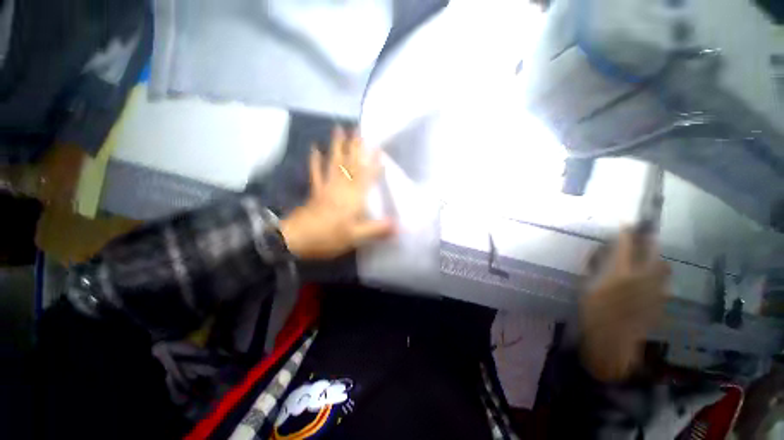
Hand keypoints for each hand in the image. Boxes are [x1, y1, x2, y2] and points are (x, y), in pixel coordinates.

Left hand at [279, 127, 394, 259]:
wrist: (296, 239)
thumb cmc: (329, 237)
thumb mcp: (356, 237)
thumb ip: (377, 229)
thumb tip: (399, 226)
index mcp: (353, 197)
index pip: (367, 176)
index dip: (374, 163)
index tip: (379, 149)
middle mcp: (341, 187)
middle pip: (350, 164)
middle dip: (355, 147)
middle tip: (358, 129)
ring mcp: (327, 187)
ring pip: (334, 163)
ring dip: (337, 146)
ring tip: (338, 129)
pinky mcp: (316, 191)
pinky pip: (316, 173)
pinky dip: (315, 161)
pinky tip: (314, 148)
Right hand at [580, 230, 670, 381]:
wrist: (612, 340)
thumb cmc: (593, 312)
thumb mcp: (586, 286)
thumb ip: (595, 268)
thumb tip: (601, 254)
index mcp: (620, 273)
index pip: (626, 245)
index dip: (626, 232)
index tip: (626, 223)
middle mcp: (643, 278)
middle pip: (654, 252)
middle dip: (649, 241)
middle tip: (643, 238)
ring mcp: (656, 290)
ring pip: (663, 267)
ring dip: (656, 260)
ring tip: (647, 262)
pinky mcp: (661, 302)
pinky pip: (663, 284)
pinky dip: (657, 278)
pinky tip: (647, 284)